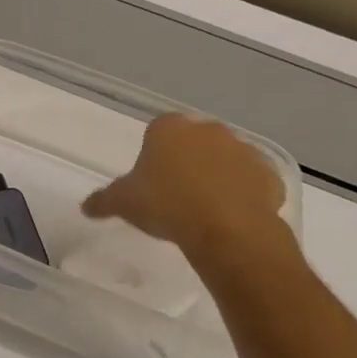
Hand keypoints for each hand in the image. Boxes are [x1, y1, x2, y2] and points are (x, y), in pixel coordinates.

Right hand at [82, 113, 288, 260]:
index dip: (152, 152)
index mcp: (170, 129)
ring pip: (224, 159)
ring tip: (202, 207)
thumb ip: (103, 200)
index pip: (157, 130)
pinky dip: (241, 193)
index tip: (149, 177)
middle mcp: (209, 130)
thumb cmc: (166, 204)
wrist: (227, 229)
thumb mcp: (122, 203)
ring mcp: (244, 150)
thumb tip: (86, 206)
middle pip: (193, 141)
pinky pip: (250, 181)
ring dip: (215, 175)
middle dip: (185, 160)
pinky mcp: (270, 175)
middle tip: (173, 192)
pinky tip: (228, 216)